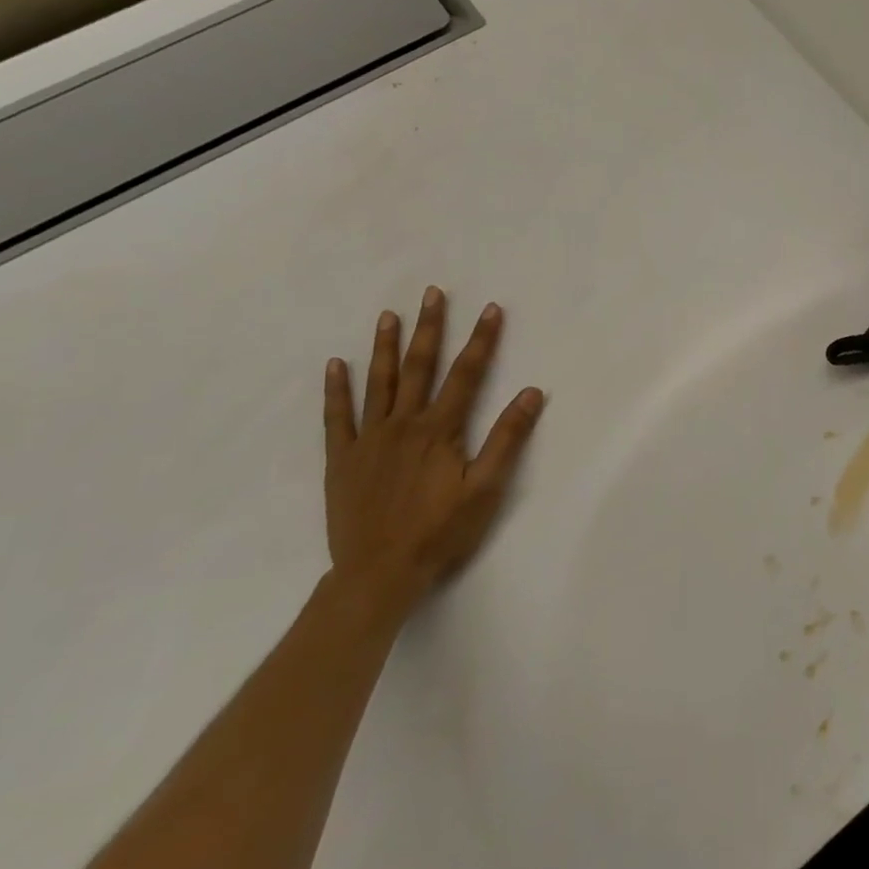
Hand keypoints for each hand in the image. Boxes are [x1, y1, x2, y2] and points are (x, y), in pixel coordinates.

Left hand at [323, 286, 543, 615]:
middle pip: (420, 367)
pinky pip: (337, 417)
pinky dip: (337, 389)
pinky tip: (336, 365)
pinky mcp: (343, 459)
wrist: (378, 574)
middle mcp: (403, 424)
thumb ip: (508, 438)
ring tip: (389, 315)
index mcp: (440, 430)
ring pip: (379, 383)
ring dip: (385, 347)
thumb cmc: (440, 532)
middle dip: (429, 328)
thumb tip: (532, 393)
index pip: (467, 374)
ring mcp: (369, 440)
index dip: (482, 340)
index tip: (492, 309)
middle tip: (432, 294)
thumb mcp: (486, 489)